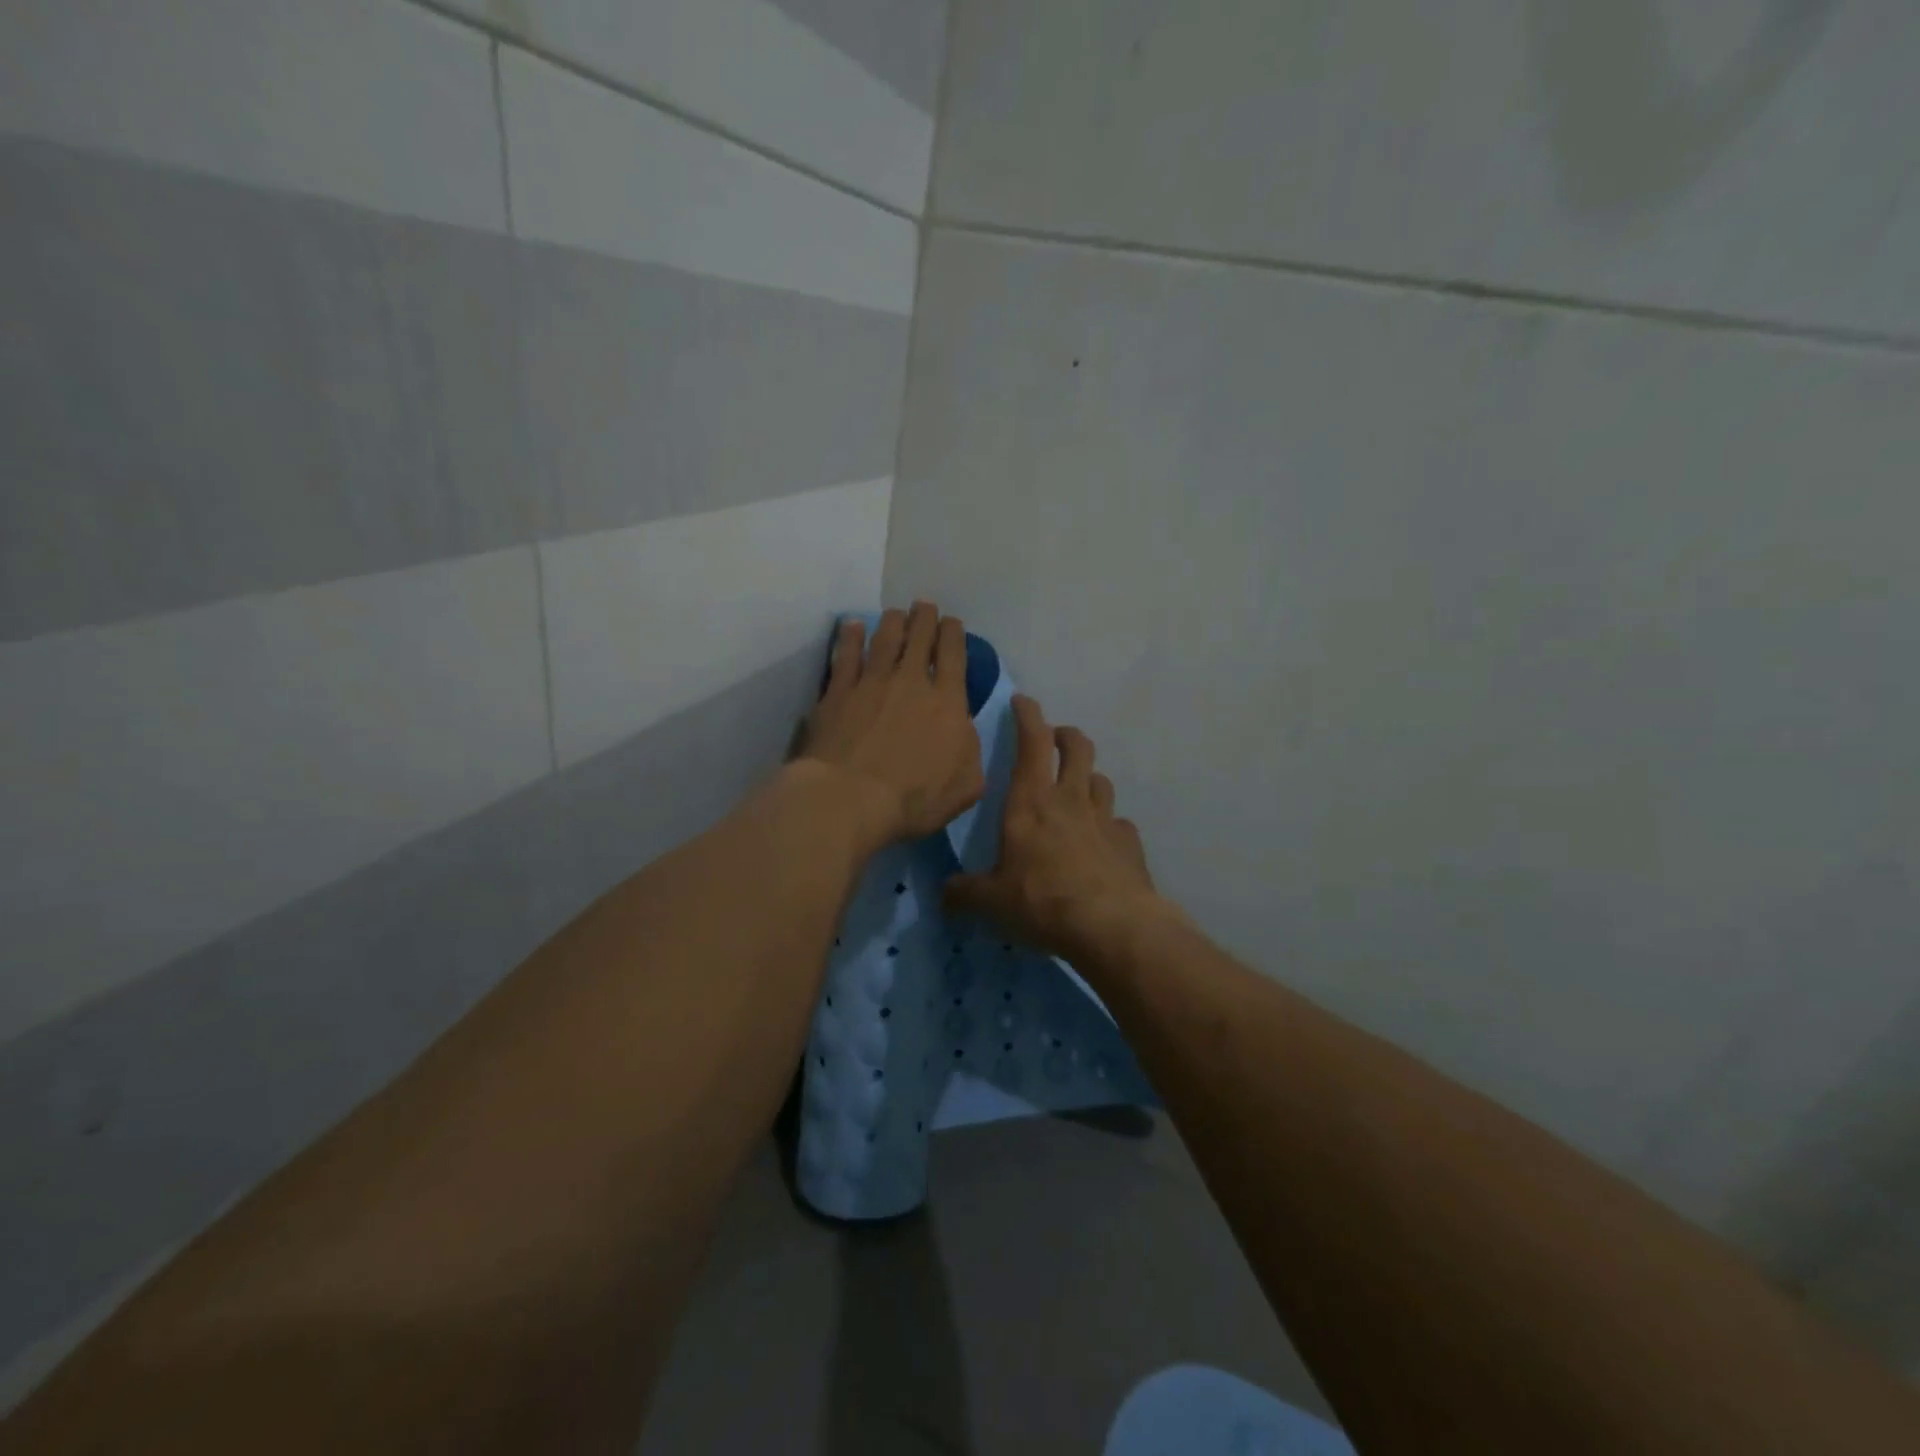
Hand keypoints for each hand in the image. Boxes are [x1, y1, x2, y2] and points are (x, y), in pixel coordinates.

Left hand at [798, 602, 984, 846]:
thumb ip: (971, 753)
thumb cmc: (915, 798)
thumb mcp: (967, 785)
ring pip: (884, 640)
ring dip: (893, 622)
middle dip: (925, 618)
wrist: (851, 798)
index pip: (953, 656)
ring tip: (896, 612)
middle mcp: (910, 682)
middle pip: (919, 638)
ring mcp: (871, 683)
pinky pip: (845, 656)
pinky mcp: (837, 693)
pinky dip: (850, 637)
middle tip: (924, 606)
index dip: (953, 634)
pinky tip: (852, 626)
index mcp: (947, 702)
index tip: (951, 622)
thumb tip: (963, 733)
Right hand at [944, 695, 1174, 959]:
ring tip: (1078, 789)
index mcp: (1031, 801)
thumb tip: (945, 893)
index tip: (1023, 701)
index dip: (1027, 715)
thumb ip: (964, 893)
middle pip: (1077, 747)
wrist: (1111, 925)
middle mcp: (1070, 800)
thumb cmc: (1042, 901)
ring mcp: (1105, 819)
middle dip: (1065, 734)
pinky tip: (1103, 841)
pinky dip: (1110, 825)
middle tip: (1056, 738)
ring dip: (1088, 777)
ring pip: (1100, 780)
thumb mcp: (990, 901)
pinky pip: (1119, 823)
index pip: (1031, 742)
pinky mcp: (1129, 844)